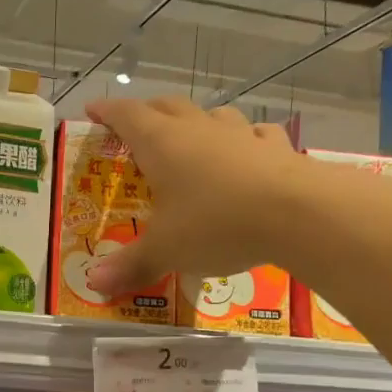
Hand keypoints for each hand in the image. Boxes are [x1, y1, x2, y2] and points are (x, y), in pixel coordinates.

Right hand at [81, 96, 304, 296]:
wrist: (299, 214)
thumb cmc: (215, 224)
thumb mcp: (166, 250)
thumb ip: (131, 265)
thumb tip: (95, 284)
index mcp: (161, 144)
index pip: (126, 116)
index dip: (106, 112)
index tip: (92, 110)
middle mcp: (197, 130)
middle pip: (166, 107)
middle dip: (147, 111)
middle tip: (134, 124)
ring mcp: (240, 135)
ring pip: (213, 115)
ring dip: (197, 121)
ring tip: (191, 136)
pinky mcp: (277, 148)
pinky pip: (256, 135)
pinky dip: (245, 139)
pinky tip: (248, 151)